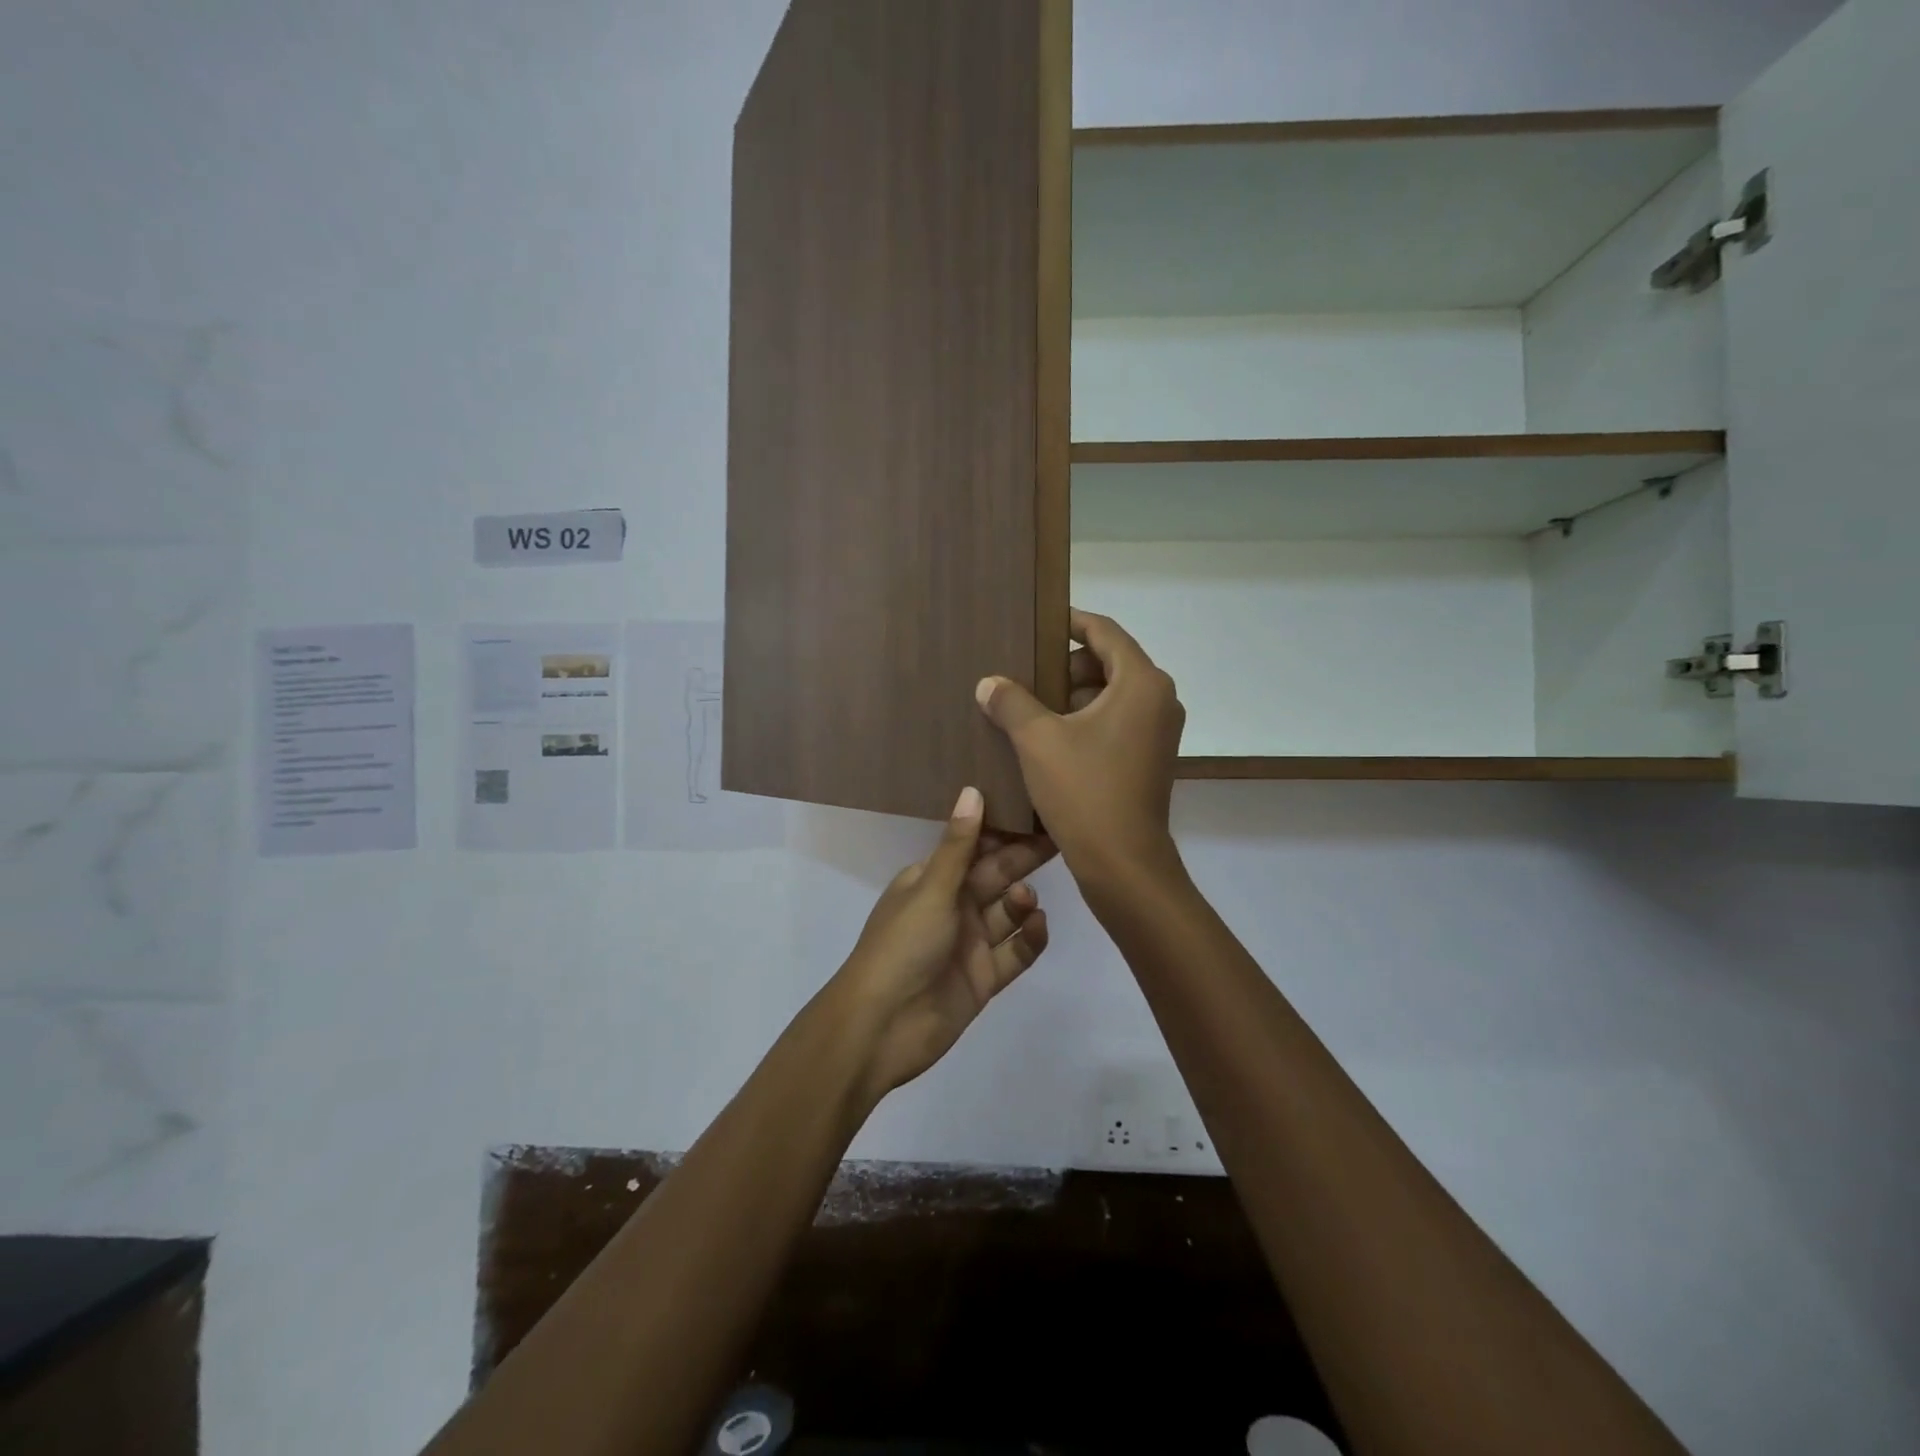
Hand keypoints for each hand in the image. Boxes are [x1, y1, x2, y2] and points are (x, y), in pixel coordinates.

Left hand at [832, 787, 1053, 1101]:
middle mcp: (952, 907)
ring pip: (1007, 914)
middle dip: (1022, 859)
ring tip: (1024, 900)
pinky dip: (1029, 939)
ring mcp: (969, 944)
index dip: (1002, 830)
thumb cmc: (902, 946)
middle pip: (995, 877)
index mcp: (931, 880)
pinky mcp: (984, 978)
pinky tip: (1036, 926)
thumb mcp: (931, 890)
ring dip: (1021, 902)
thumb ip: (959, 845)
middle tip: (1059, 838)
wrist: (881, 1028)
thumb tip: (972, 789)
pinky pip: (1015, 952)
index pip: (973, 847)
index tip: (1035, 809)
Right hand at [974, 609, 1185, 889]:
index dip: (1069, 623)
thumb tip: (989, 683)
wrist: (1123, 865)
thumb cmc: (1084, 792)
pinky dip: (1084, 721)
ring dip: (1071, 696)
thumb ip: (1012, 702)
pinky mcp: (1149, 758)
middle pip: (1108, 662)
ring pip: (1110, 695)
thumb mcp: (1037, 741)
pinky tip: (1047, 739)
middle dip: (1064, 666)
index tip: (1037, 623)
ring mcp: (1158, 732)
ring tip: (1028, 707)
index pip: (1104, 632)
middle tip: (1024, 674)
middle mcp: (1159, 700)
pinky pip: (1115, 722)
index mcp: (1141, 683)